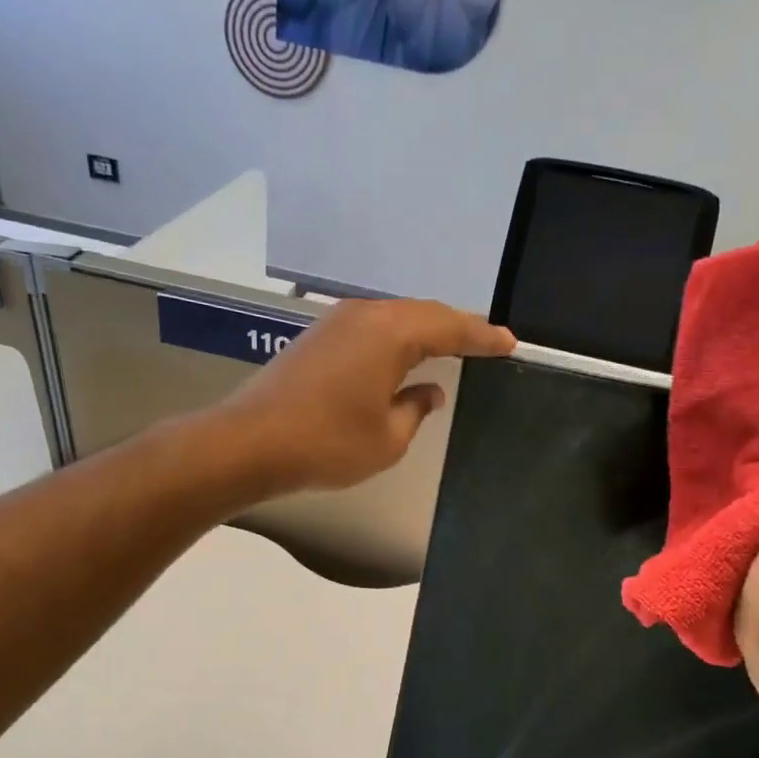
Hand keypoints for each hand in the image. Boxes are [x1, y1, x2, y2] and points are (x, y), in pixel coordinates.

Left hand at [219, 297, 514, 494]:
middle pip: (423, 314)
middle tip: (486, 343)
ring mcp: (337, 322)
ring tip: (453, 345)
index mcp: (391, 334)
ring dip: (426, 330)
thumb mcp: (388, 438)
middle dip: (457, 328)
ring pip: (396, 317)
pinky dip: (397, 338)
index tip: (509, 343)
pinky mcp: (317, 336)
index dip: (482, 337)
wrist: (249, 442)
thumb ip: (416, 409)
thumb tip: (429, 391)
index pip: (450, 328)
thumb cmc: (327, 443)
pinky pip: (372, 327)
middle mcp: (366, 316)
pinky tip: (404, 355)